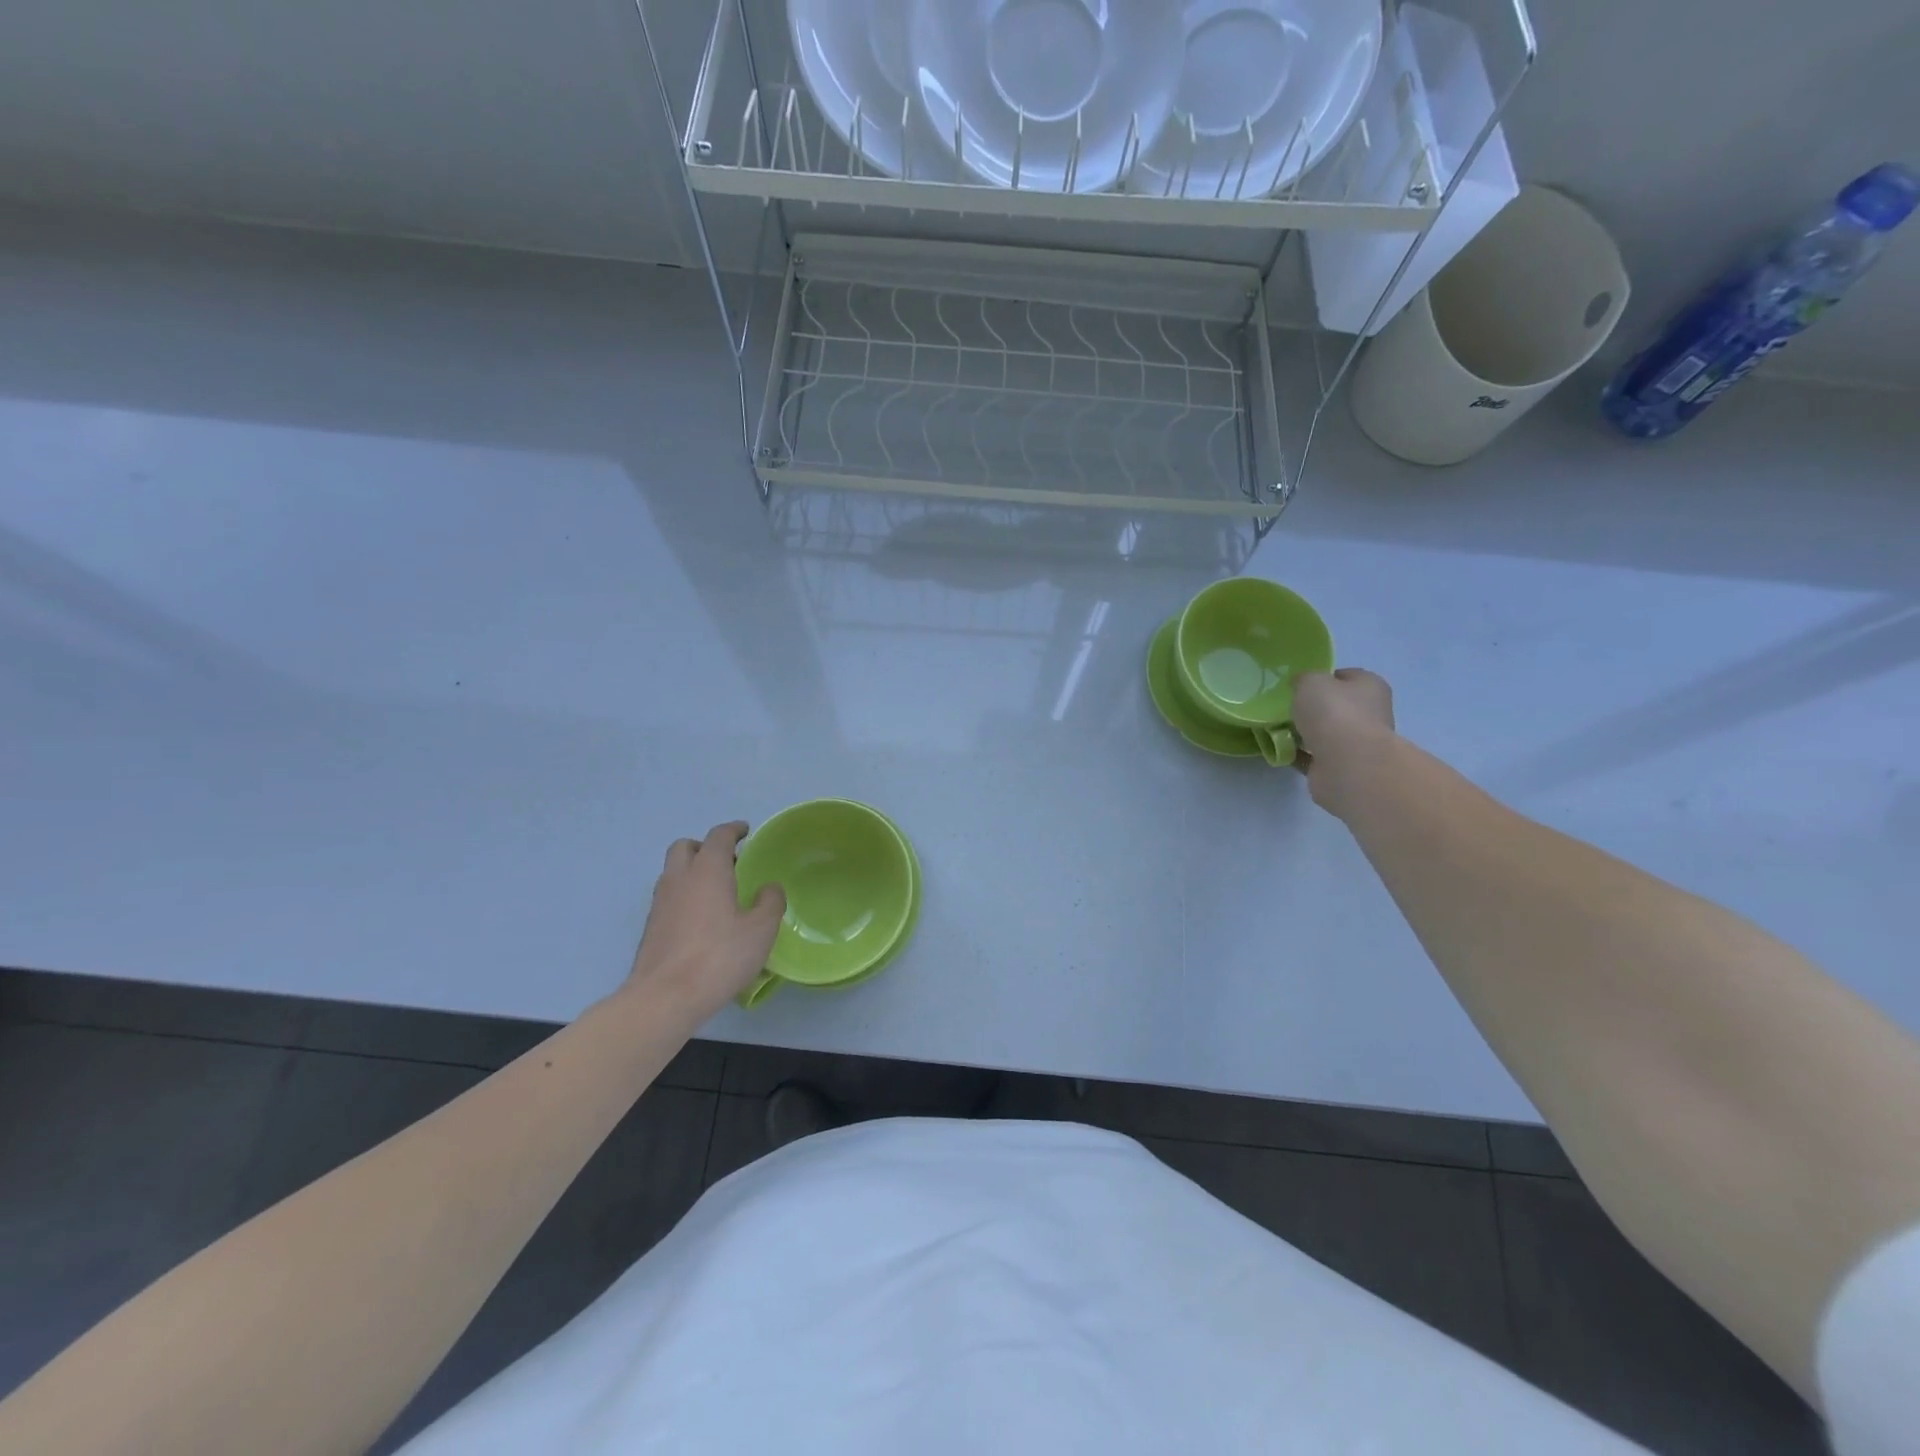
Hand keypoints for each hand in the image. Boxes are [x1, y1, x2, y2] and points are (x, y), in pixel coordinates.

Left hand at [625, 822, 784, 1022]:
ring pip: (673, 872)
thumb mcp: (761, 930)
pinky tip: (702, 919)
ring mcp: (660, 903)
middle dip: (705, 847)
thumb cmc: (719, 957)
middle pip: (685, 847)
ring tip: (716, 891)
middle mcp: (679, 879)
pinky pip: (669, 897)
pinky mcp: (651, 927)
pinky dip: (684, 896)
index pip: (718, 836)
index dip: (733, 830)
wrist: (664, 998)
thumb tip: (769, 888)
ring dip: (692, 871)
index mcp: (707, 870)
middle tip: (728, 861)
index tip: (745, 831)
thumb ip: (770, 902)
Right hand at [1292, 669, 1396, 817]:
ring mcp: (1357, 743)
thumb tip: (1301, 685)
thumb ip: (1304, 679)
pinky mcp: (1341, 767)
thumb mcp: (1311, 681)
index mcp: (1370, 687)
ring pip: (1326, 733)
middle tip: (1286, 707)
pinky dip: (1299, 754)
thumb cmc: (1334, 713)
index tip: (1299, 685)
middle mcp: (1369, 713)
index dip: (1323, 677)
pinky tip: (1280, 750)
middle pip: (1337, 706)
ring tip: (1279, 729)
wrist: (1346, 764)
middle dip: (1313, 708)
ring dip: (1305, 732)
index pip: (1347, 676)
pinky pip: (1314, 756)